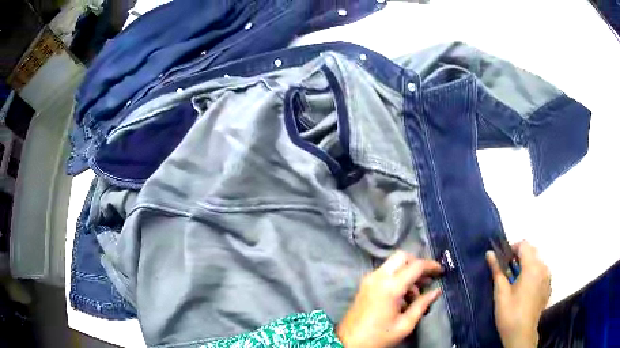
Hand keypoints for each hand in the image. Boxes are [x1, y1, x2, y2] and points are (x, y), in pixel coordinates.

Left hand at [336, 251, 442, 347]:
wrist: (348, 343)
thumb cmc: (378, 336)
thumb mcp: (404, 325)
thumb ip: (422, 305)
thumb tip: (436, 291)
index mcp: (391, 286)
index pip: (416, 265)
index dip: (431, 265)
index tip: (441, 271)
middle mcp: (378, 277)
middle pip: (402, 256)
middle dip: (417, 263)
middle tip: (427, 279)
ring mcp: (369, 279)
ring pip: (393, 263)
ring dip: (407, 271)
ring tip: (416, 292)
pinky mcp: (364, 284)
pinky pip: (385, 271)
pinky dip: (396, 275)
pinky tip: (402, 294)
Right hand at [486, 241, 550, 347]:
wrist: (521, 334)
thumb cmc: (510, 313)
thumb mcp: (501, 292)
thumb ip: (497, 270)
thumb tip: (490, 253)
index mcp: (532, 267)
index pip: (524, 245)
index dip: (512, 248)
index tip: (503, 260)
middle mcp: (543, 268)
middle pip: (532, 252)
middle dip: (519, 257)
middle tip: (507, 272)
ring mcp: (547, 278)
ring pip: (537, 262)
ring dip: (526, 266)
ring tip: (516, 282)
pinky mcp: (548, 287)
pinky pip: (541, 273)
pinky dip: (533, 275)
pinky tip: (524, 291)